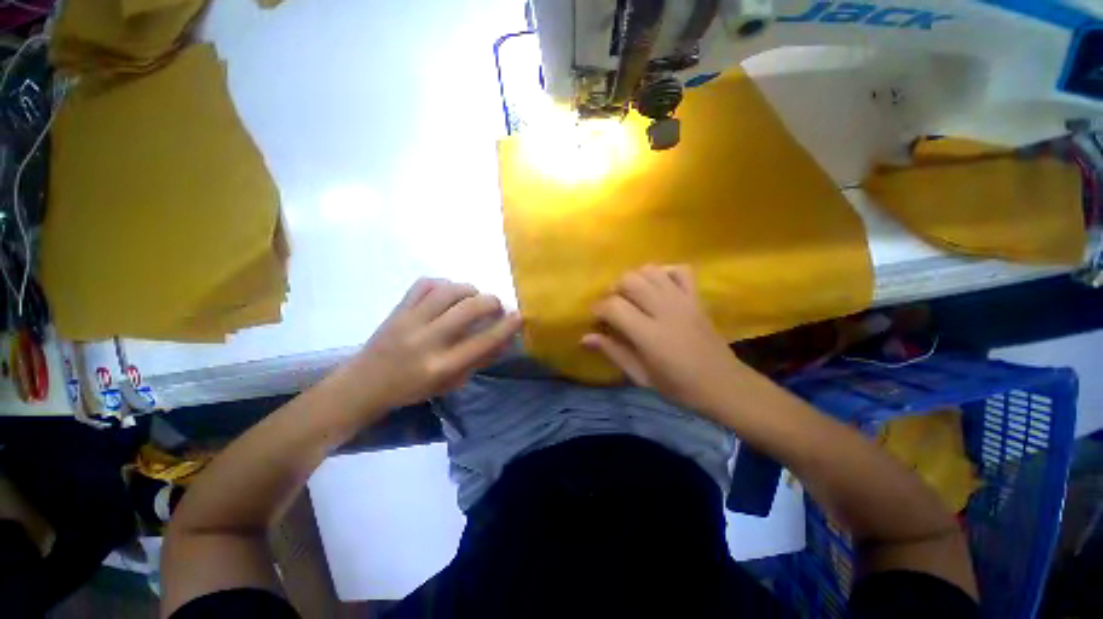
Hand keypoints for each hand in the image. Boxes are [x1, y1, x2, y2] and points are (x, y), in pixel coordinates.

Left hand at [344, 278, 521, 409]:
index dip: (506, 326)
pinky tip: (447, 294)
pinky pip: (425, 284)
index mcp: (442, 366)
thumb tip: (506, 340)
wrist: (364, 384)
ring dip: (469, 290)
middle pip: (469, 308)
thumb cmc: (413, 388)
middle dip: (491, 302)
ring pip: (448, 290)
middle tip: (495, 306)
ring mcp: (410, 321)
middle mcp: (427, 340)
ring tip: (472, 298)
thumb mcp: (451, 383)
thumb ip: (479, 360)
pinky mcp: (397, 308)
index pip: (483, 341)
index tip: (519, 315)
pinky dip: (442, 284)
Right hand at [582, 265, 747, 415]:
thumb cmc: (678, 386)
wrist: (723, 385)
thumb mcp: (640, 376)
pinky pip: (679, 270)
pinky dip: (664, 272)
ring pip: (650, 270)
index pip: (614, 306)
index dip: (598, 309)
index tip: (596, 319)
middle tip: (613, 307)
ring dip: (635, 279)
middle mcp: (665, 310)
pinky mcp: (696, 297)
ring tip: (632, 297)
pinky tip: (657, 287)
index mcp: (650, 335)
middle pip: (629, 280)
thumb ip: (613, 352)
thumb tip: (585, 338)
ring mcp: (683, 300)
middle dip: (613, 290)